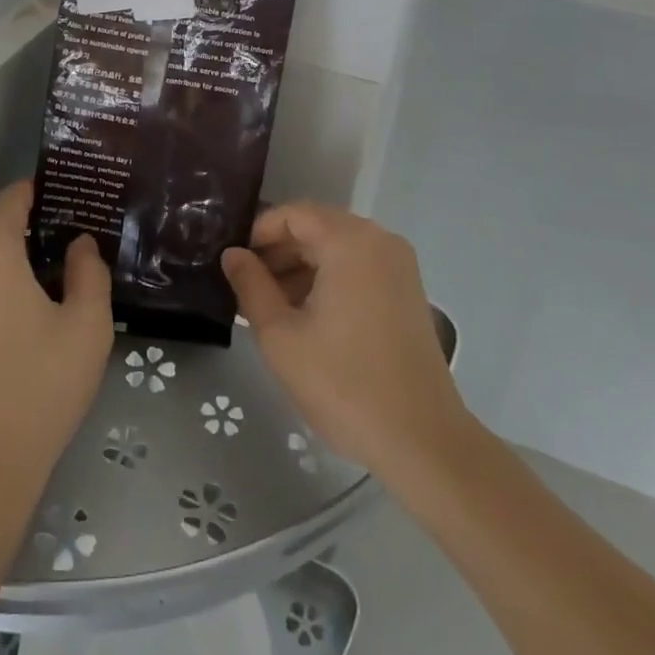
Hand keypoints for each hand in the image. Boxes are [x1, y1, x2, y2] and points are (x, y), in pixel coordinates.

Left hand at [0, 182, 113, 502]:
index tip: (72, 211)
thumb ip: (89, 271)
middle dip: (23, 233)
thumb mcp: (87, 328)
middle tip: (61, 259)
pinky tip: (2, 326)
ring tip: (34, 294)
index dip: (44, 197)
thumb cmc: (35, 392)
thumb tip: (78, 244)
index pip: (14, 197)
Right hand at [221, 203, 465, 475]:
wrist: (422, 441)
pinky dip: (328, 279)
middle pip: (317, 227)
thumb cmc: (344, 384)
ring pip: (336, 248)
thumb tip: (232, 254)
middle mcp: (379, 240)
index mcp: (350, 241)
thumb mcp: (281, 335)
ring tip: (269, 305)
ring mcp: (398, 265)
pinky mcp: (407, 290)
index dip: (258, 232)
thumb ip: (251, 286)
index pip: (293, 214)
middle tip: (246, 286)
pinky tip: (305, 315)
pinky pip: (358, 267)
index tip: (234, 263)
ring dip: (301, 267)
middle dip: (278, 251)